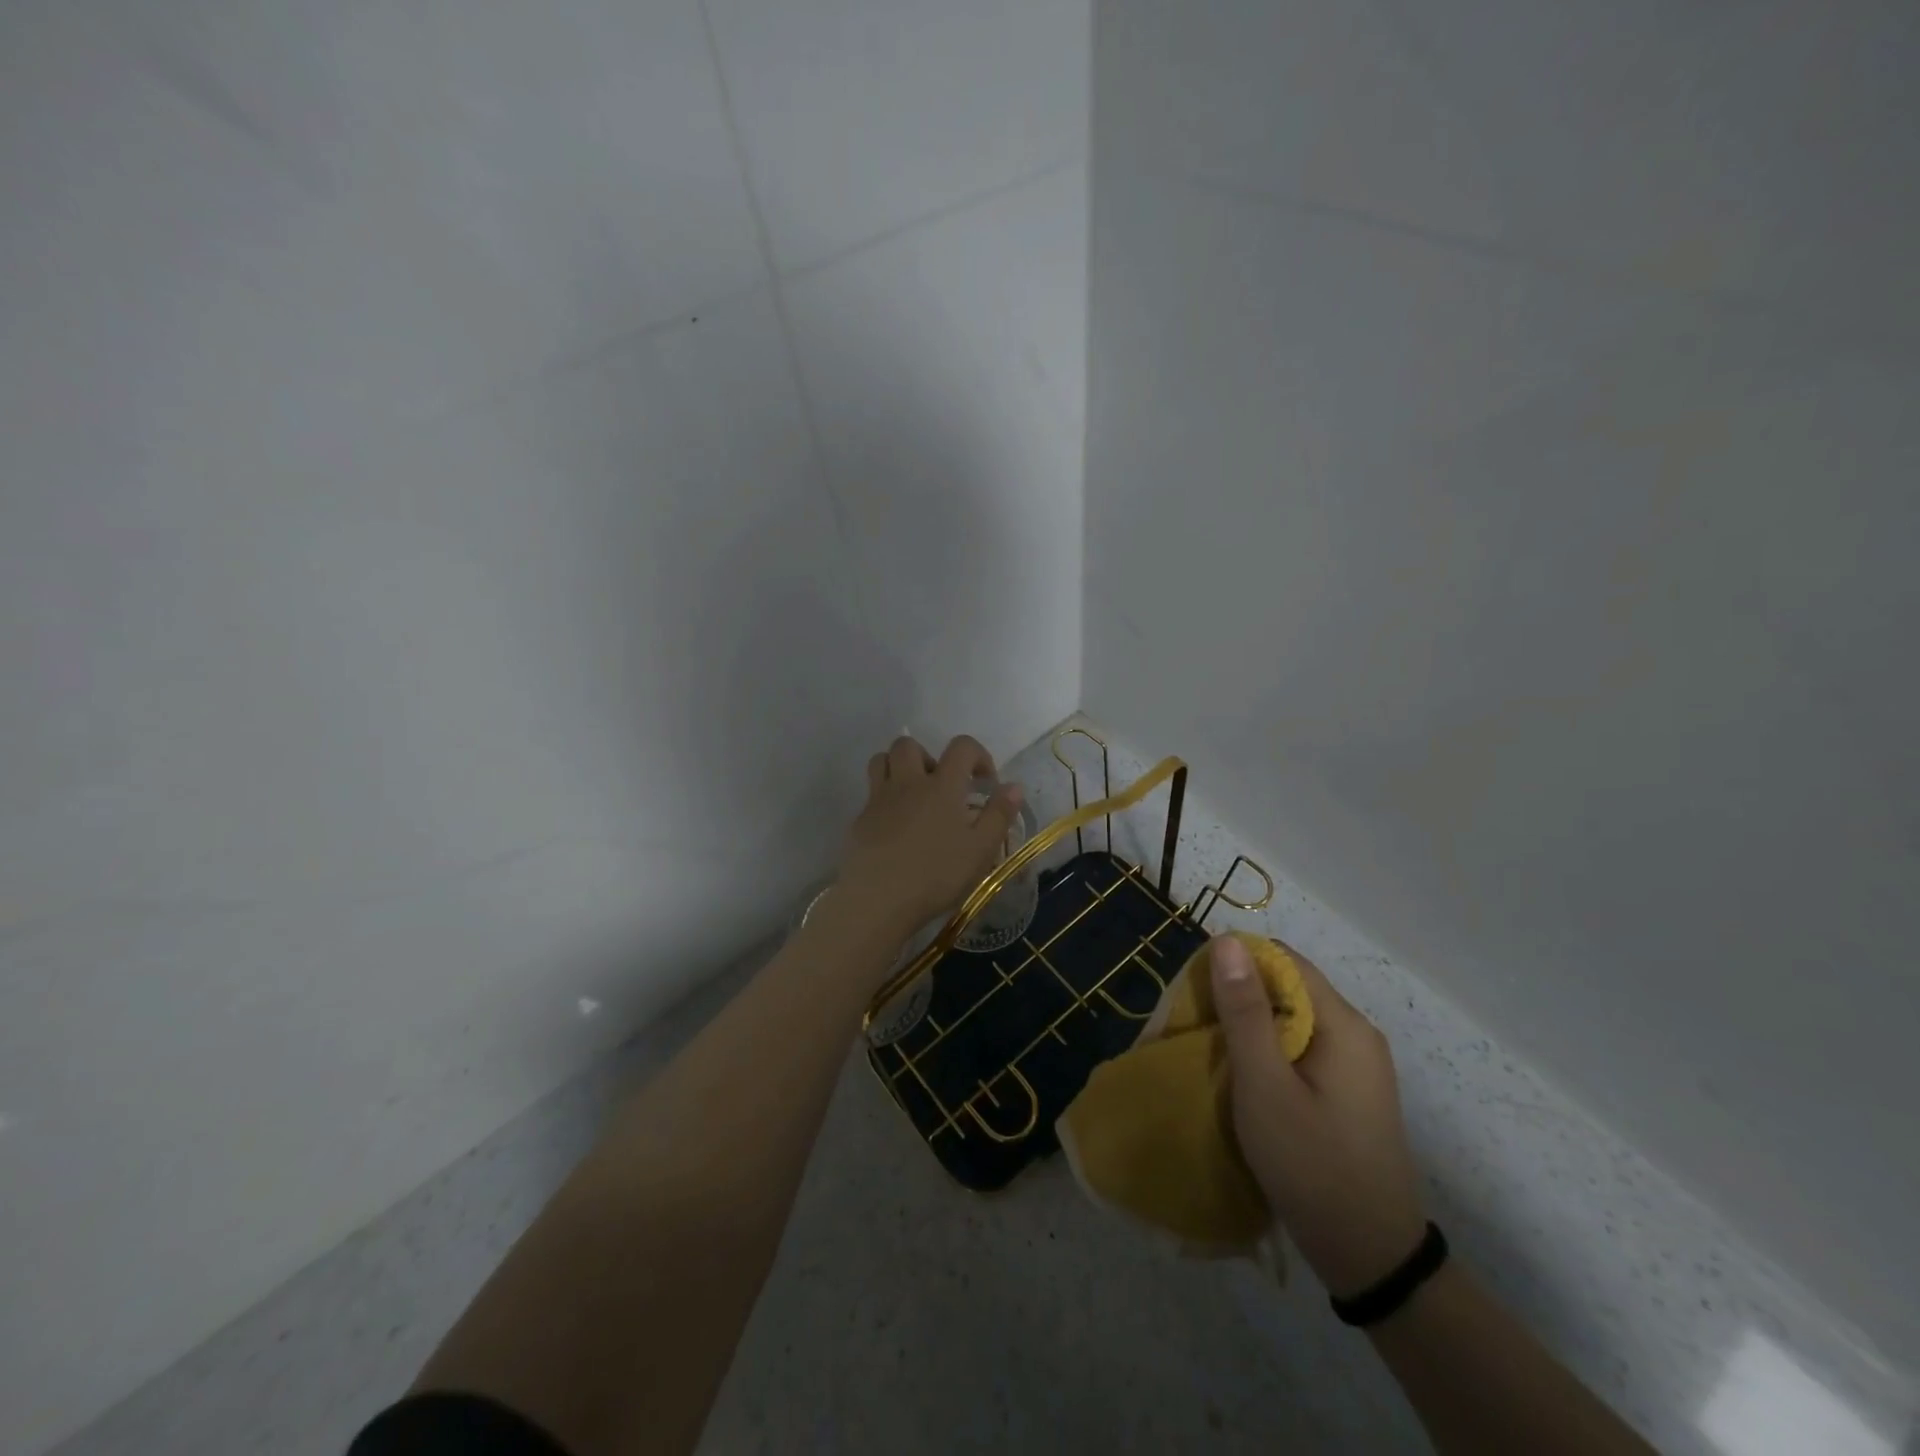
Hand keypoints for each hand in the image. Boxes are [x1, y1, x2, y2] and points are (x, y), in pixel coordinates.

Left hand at [836, 735, 1024, 938]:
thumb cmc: (936, 874)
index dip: (978, 755)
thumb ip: (999, 814)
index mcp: (942, 785)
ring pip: (881, 761)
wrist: (878, 899)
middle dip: (928, 756)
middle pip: (909, 745)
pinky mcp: (859, 820)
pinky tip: (895, 830)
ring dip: (898, 768)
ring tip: (914, 797)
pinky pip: (870, 795)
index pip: (962, 746)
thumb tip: (1013, 786)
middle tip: (941, 786)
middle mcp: (908, 783)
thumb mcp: (981, 850)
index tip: (985, 784)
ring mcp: (879, 799)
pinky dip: (884, 801)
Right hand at [1211, 934, 1428, 1297]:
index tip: (1197, 991)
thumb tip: (1228, 941)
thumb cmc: (1312, 1165)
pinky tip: (1246, 1078)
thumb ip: (1245, 1012)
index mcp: (1343, 1024)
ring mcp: (1357, 1064)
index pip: (1284, 960)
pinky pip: (1302, 1047)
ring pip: (1292, 1019)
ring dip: (1251, 1026)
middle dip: (1240, 997)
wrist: (1371, 1258)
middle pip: (1289, 988)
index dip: (1237, 963)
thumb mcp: (1265, 1086)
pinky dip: (1269, 1051)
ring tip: (1214, 1052)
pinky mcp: (1349, 1091)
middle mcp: (1356, 1034)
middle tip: (1198, 1026)